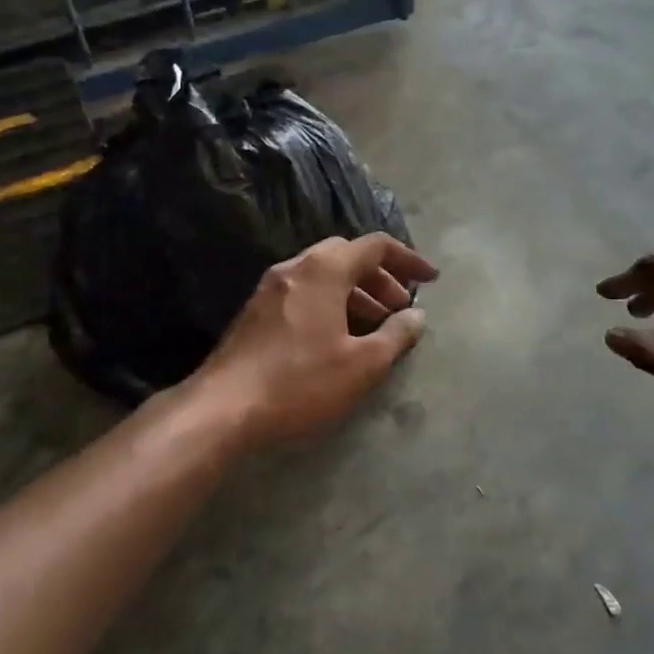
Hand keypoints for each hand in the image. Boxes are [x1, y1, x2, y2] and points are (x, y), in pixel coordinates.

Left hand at [193, 233, 438, 446]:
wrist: (223, 407)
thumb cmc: (300, 381)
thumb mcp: (361, 364)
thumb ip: (396, 335)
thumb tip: (416, 316)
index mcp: (324, 269)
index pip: (376, 246)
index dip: (408, 259)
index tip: (430, 280)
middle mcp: (296, 266)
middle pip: (348, 255)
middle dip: (381, 277)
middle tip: (400, 308)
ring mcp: (271, 287)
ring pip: (324, 274)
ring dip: (356, 291)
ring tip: (375, 326)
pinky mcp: (256, 310)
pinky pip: (304, 291)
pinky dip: (331, 301)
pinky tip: (338, 336)